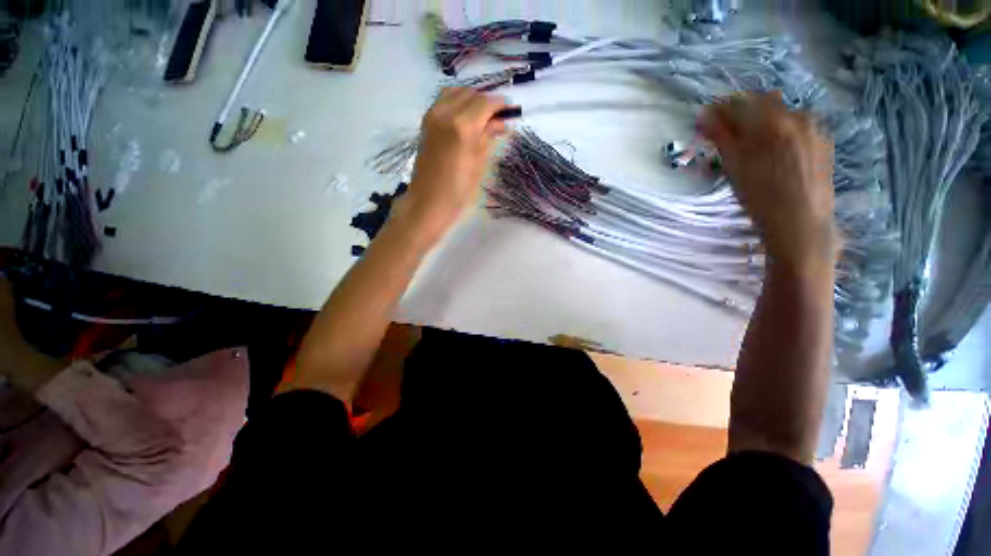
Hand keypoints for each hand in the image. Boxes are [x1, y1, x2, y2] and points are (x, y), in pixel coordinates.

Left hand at [401, 88, 511, 236]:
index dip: (500, 104)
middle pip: (471, 94)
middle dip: (486, 102)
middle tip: (497, 118)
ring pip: (455, 92)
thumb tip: (501, 122)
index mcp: (463, 125)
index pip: (486, 103)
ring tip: (481, 117)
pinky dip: (456, 102)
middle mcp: (446, 112)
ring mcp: (433, 115)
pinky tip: (464, 118)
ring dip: (470, 99)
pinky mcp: (426, 121)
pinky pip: (443, 100)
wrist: (429, 201)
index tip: (509, 110)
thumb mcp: (479, 163)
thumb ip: (488, 137)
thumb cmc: (459, 189)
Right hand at [700, 92, 836, 274]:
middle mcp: (797, 116)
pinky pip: (798, 125)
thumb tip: (704, 116)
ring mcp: (814, 128)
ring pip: (782, 112)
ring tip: (751, 143)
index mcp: (773, 121)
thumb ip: (721, 137)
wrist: (800, 223)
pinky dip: (781, 130)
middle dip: (742, 111)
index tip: (706, 119)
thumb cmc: (761, 197)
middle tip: (726, 131)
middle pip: (764, 101)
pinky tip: (774, 151)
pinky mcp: (823, 141)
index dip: (719, 110)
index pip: (740, 103)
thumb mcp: (734, 167)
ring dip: (763, 120)